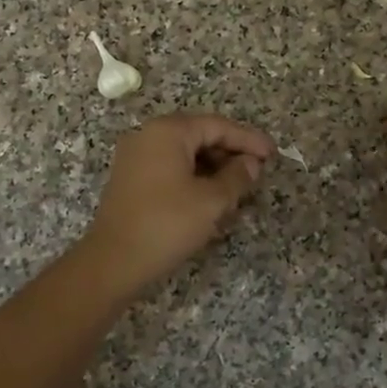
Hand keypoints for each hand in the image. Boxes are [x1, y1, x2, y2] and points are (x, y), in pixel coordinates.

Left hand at [79, 112, 275, 296]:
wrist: (113, 261)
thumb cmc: (166, 224)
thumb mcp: (211, 201)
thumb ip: (237, 177)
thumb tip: (251, 164)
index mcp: (167, 132)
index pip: (217, 126)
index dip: (248, 139)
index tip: (273, 153)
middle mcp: (148, 136)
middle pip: (199, 136)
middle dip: (230, 153)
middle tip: (257, 172)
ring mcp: (135, 158)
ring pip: (185, 154)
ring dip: (213, 167)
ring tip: (238, 187)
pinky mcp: (130, 180)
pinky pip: (169, 168)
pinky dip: (193, 177)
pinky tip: (210, 197)